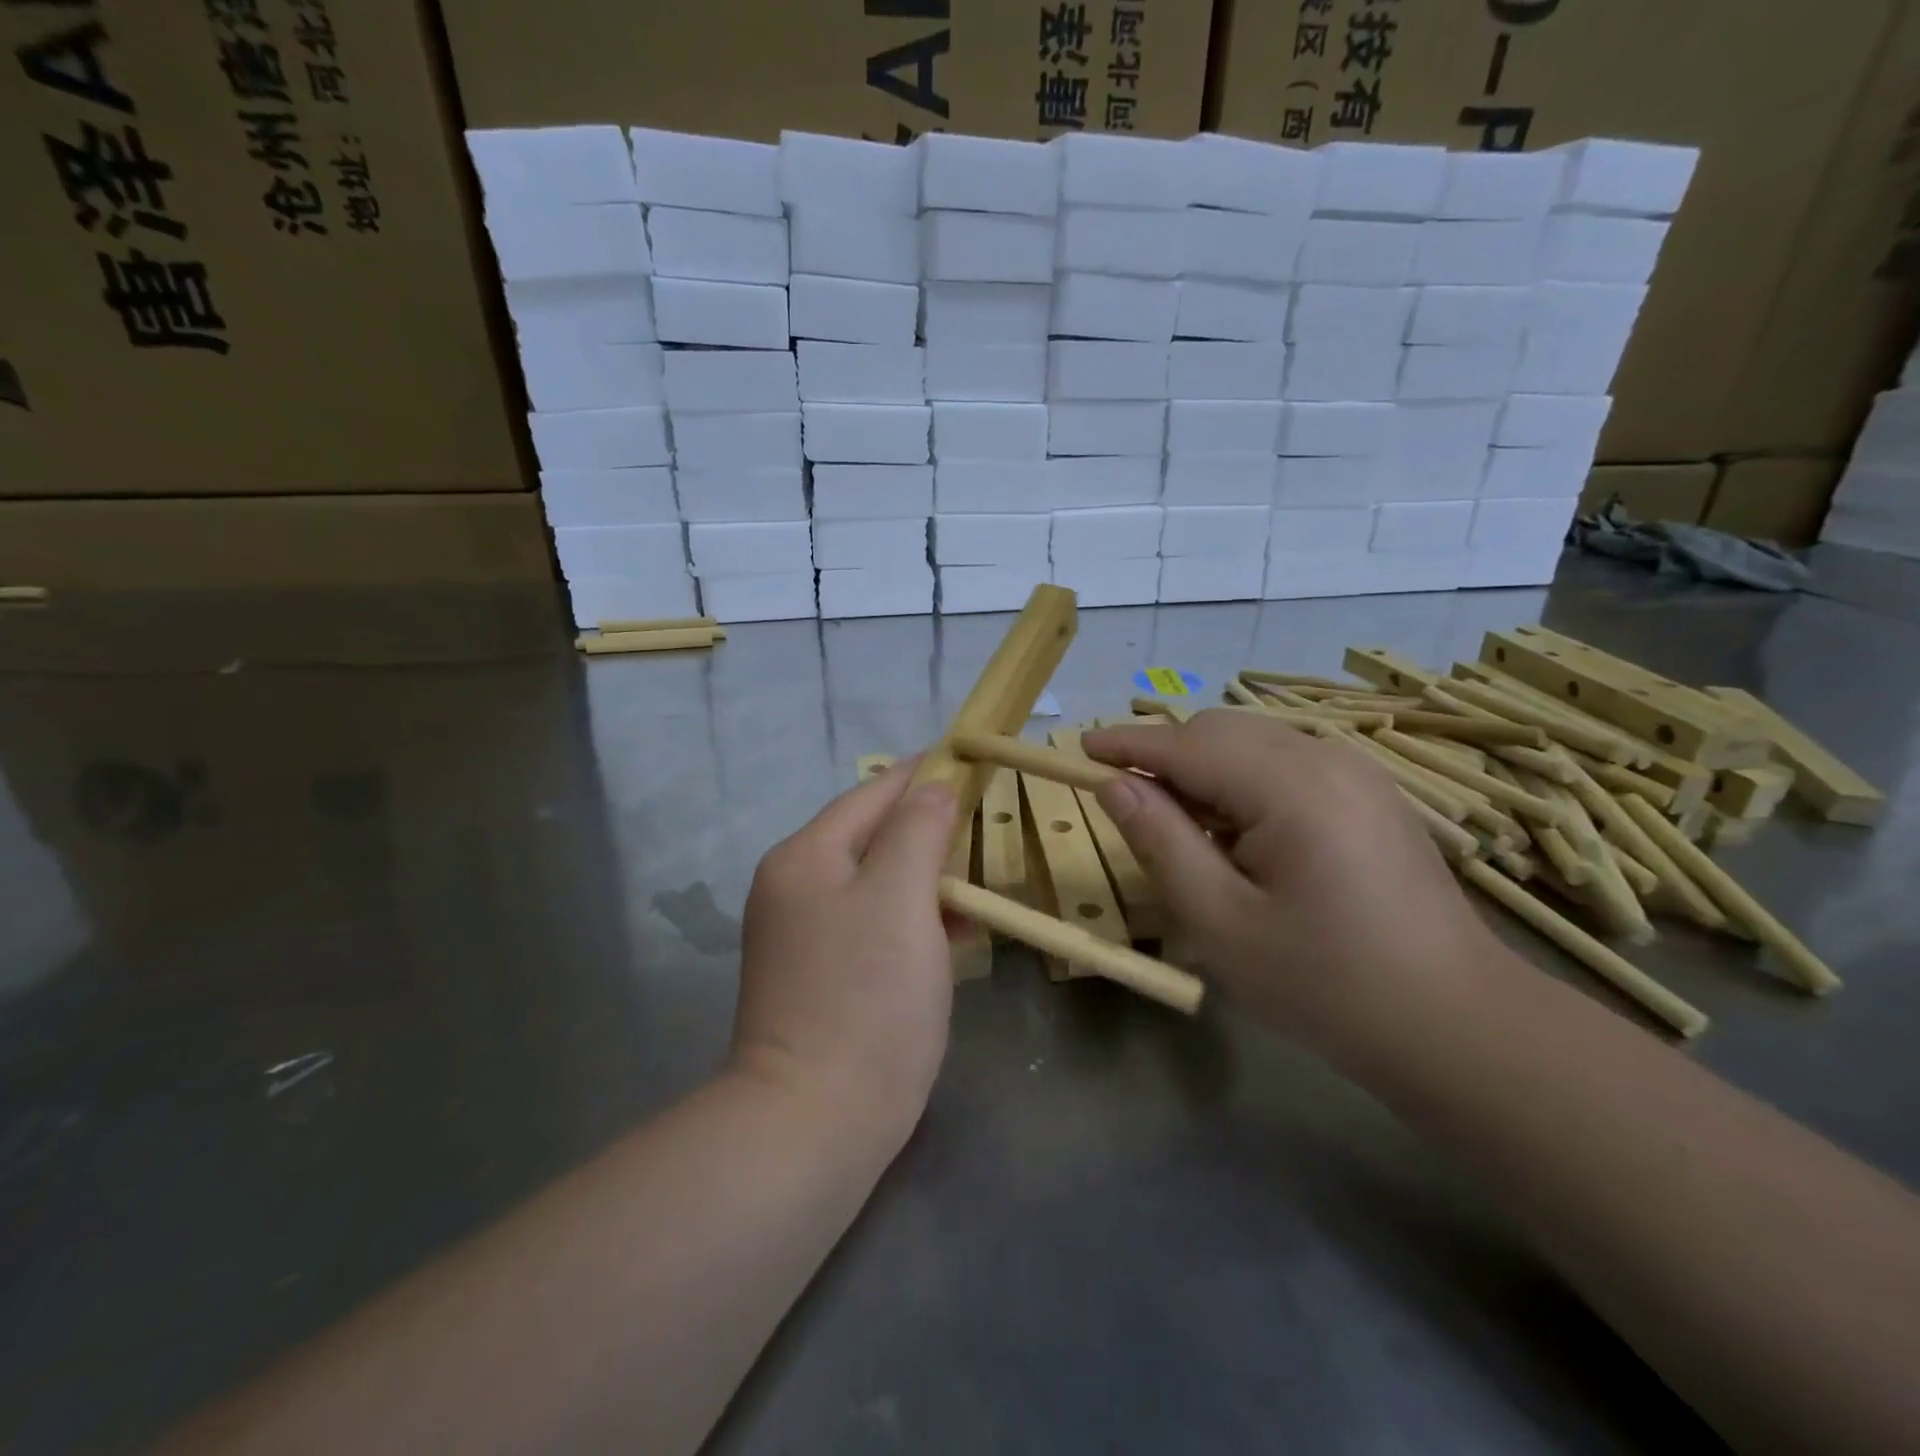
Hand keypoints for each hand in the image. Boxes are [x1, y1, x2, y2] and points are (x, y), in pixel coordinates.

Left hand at [732, 763, 957, 1151]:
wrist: (815, 1122)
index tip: (971, 758)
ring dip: (926, 874)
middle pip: (872, 836)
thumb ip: (917, 829)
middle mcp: (795, 887)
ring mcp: (803, 934)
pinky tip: (953, 929)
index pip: (873, 793)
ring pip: (877, 881)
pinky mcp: (821, 974)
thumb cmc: (867, 998)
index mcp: (806, 857)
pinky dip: (913, 915)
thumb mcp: (901, 897)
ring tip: (978, 874)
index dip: (924, 773)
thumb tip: (932, 787)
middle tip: (986, 820)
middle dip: (929, 826)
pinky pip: (873, 922)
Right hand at [1081, 711, 1497, 1047]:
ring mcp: (1357, 771)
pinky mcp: (1370, 792)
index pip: (1187, 745)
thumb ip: (1161, 842)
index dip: (1127, 744)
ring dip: (1204, 769)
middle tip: (1131, 808)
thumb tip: (1115, 786)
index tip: (1079, 751)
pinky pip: (1286, 762)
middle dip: (1166, 756)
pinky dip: (1243, 780)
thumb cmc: (1325, 984)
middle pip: (1220, 732)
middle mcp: (1327, 758)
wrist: (1455, 1023)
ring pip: (1253, 742)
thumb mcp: (1221, 922)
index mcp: (1290, 787)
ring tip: (1186, 830)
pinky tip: (1242, 834)